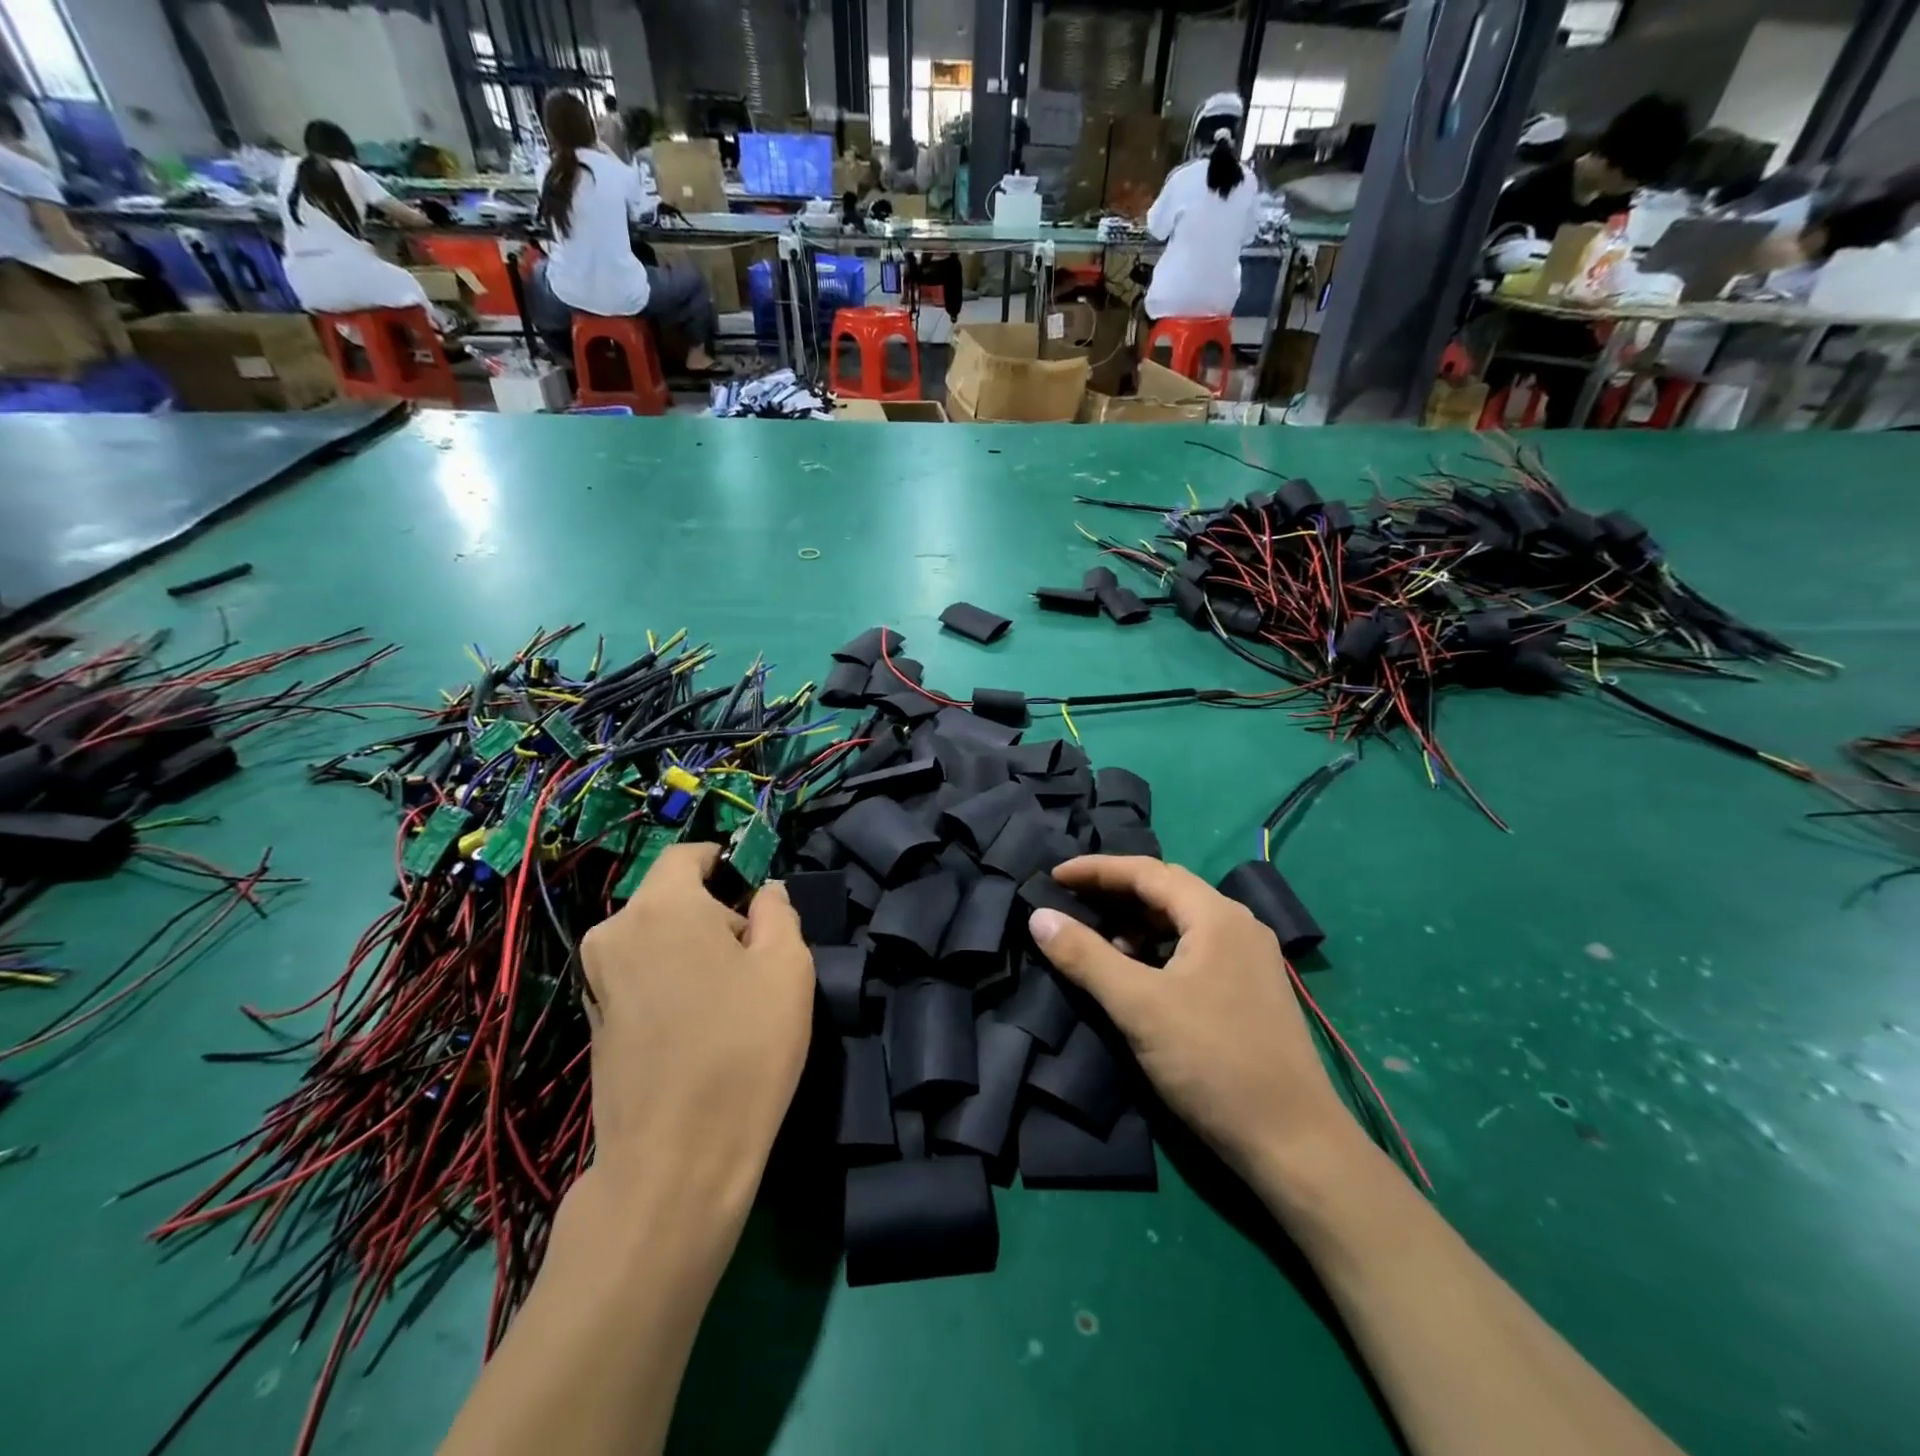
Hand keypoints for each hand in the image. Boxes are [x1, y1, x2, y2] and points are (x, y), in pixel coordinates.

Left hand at [580, 844, 813, 1210]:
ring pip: (657, 937)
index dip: (725, 861)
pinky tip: (699, 1026)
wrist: (675, 1162)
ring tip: (732, 997)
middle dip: (716, 913)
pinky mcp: (593, 1020)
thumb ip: (778, 913)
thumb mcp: (788, 968)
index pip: (687, 855)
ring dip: (694, 949)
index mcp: (661, 907)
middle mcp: (616, 932)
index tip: (756, 890)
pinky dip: (671, 980)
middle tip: (757, 958)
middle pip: (672, 898)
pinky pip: (641, 974)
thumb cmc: (743, 1049)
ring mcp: (597, 979)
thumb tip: (764, 894)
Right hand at [1027, 856, 1358, 1179]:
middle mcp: (1238, 925)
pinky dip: (1158, 950)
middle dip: (1115, 892)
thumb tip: (1039, 916)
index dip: (1096, 870)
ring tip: (1100, 944)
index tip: (1053, 876)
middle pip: (1166, 890)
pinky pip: (1194, 948)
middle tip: (1071, 902)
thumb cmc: (1213, 1062)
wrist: (1294, 1143)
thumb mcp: (1139, 1006)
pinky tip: (1139, 975)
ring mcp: (1249, 958)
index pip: (1146, 871)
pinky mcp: (1250, 989)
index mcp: (1216, 916)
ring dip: (1137, 924)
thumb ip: (1086, 956)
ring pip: (1181, 921)